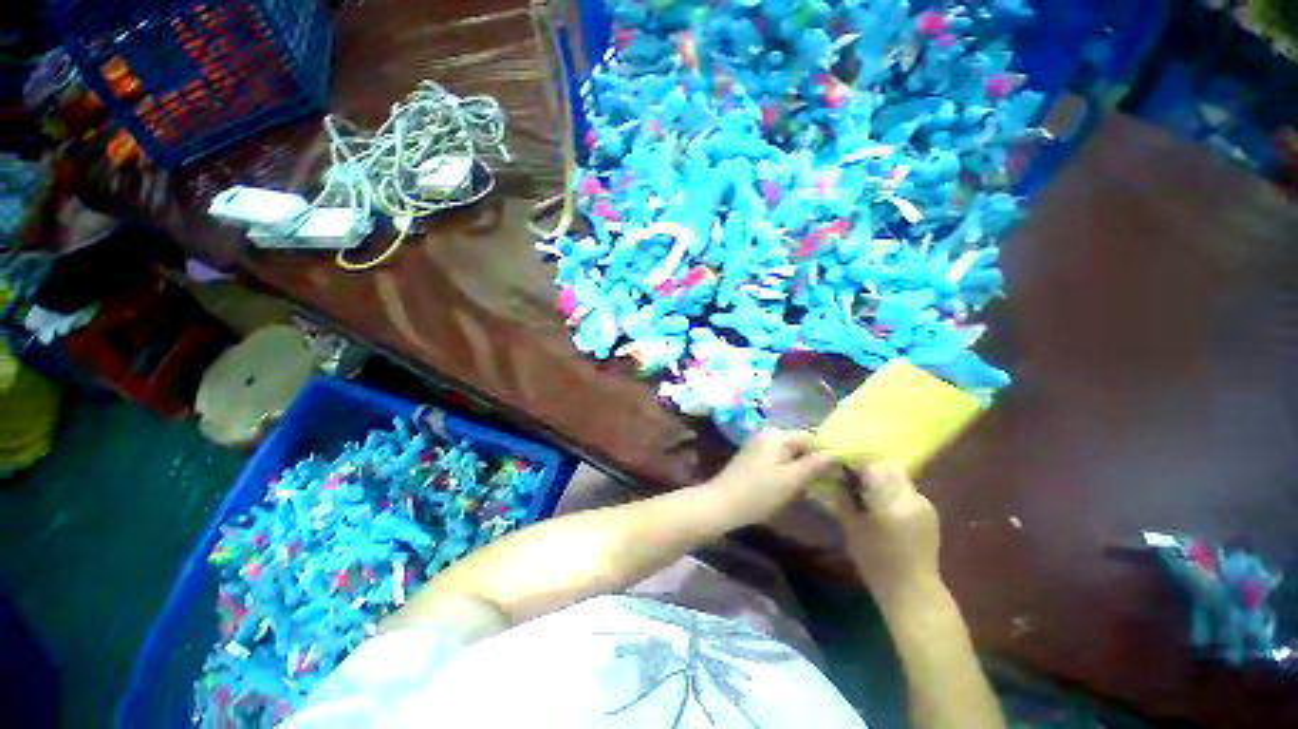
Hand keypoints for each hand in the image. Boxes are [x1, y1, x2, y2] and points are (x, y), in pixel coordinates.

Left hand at [703, 429, 837, 526]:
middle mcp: (767, 435)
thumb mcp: (791, 480)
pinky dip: (789, 472)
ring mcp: (758, 446)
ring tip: (815, 488)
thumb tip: (837, 453)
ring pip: (789, 454)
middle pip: (799, 444)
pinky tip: (794, 488)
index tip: (842, 472)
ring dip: (802, 469)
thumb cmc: (759, 492)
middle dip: (814, 462)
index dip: (827, 453)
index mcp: (776, 435)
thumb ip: (815, 465)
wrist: (722, 504)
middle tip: (830, 483)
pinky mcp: (753, 459)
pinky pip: (778, 461)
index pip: (810, 437)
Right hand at [828, 462, 940, 598]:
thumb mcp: (852, 528)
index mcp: (891, 500)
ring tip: (866, 490)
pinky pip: (907, 491)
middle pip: (890, 467)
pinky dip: (893, 490)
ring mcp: (924, 504)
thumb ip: (844, 498)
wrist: (913, 591)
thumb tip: (835, 478)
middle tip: (852, 476)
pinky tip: (883, 505)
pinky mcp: (930, 513)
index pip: (873, 465)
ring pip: (900, 477)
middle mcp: (911, 497)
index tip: (841, 465)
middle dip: (870, 467)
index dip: (856, 462)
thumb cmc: (876, 561)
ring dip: (882, 478)